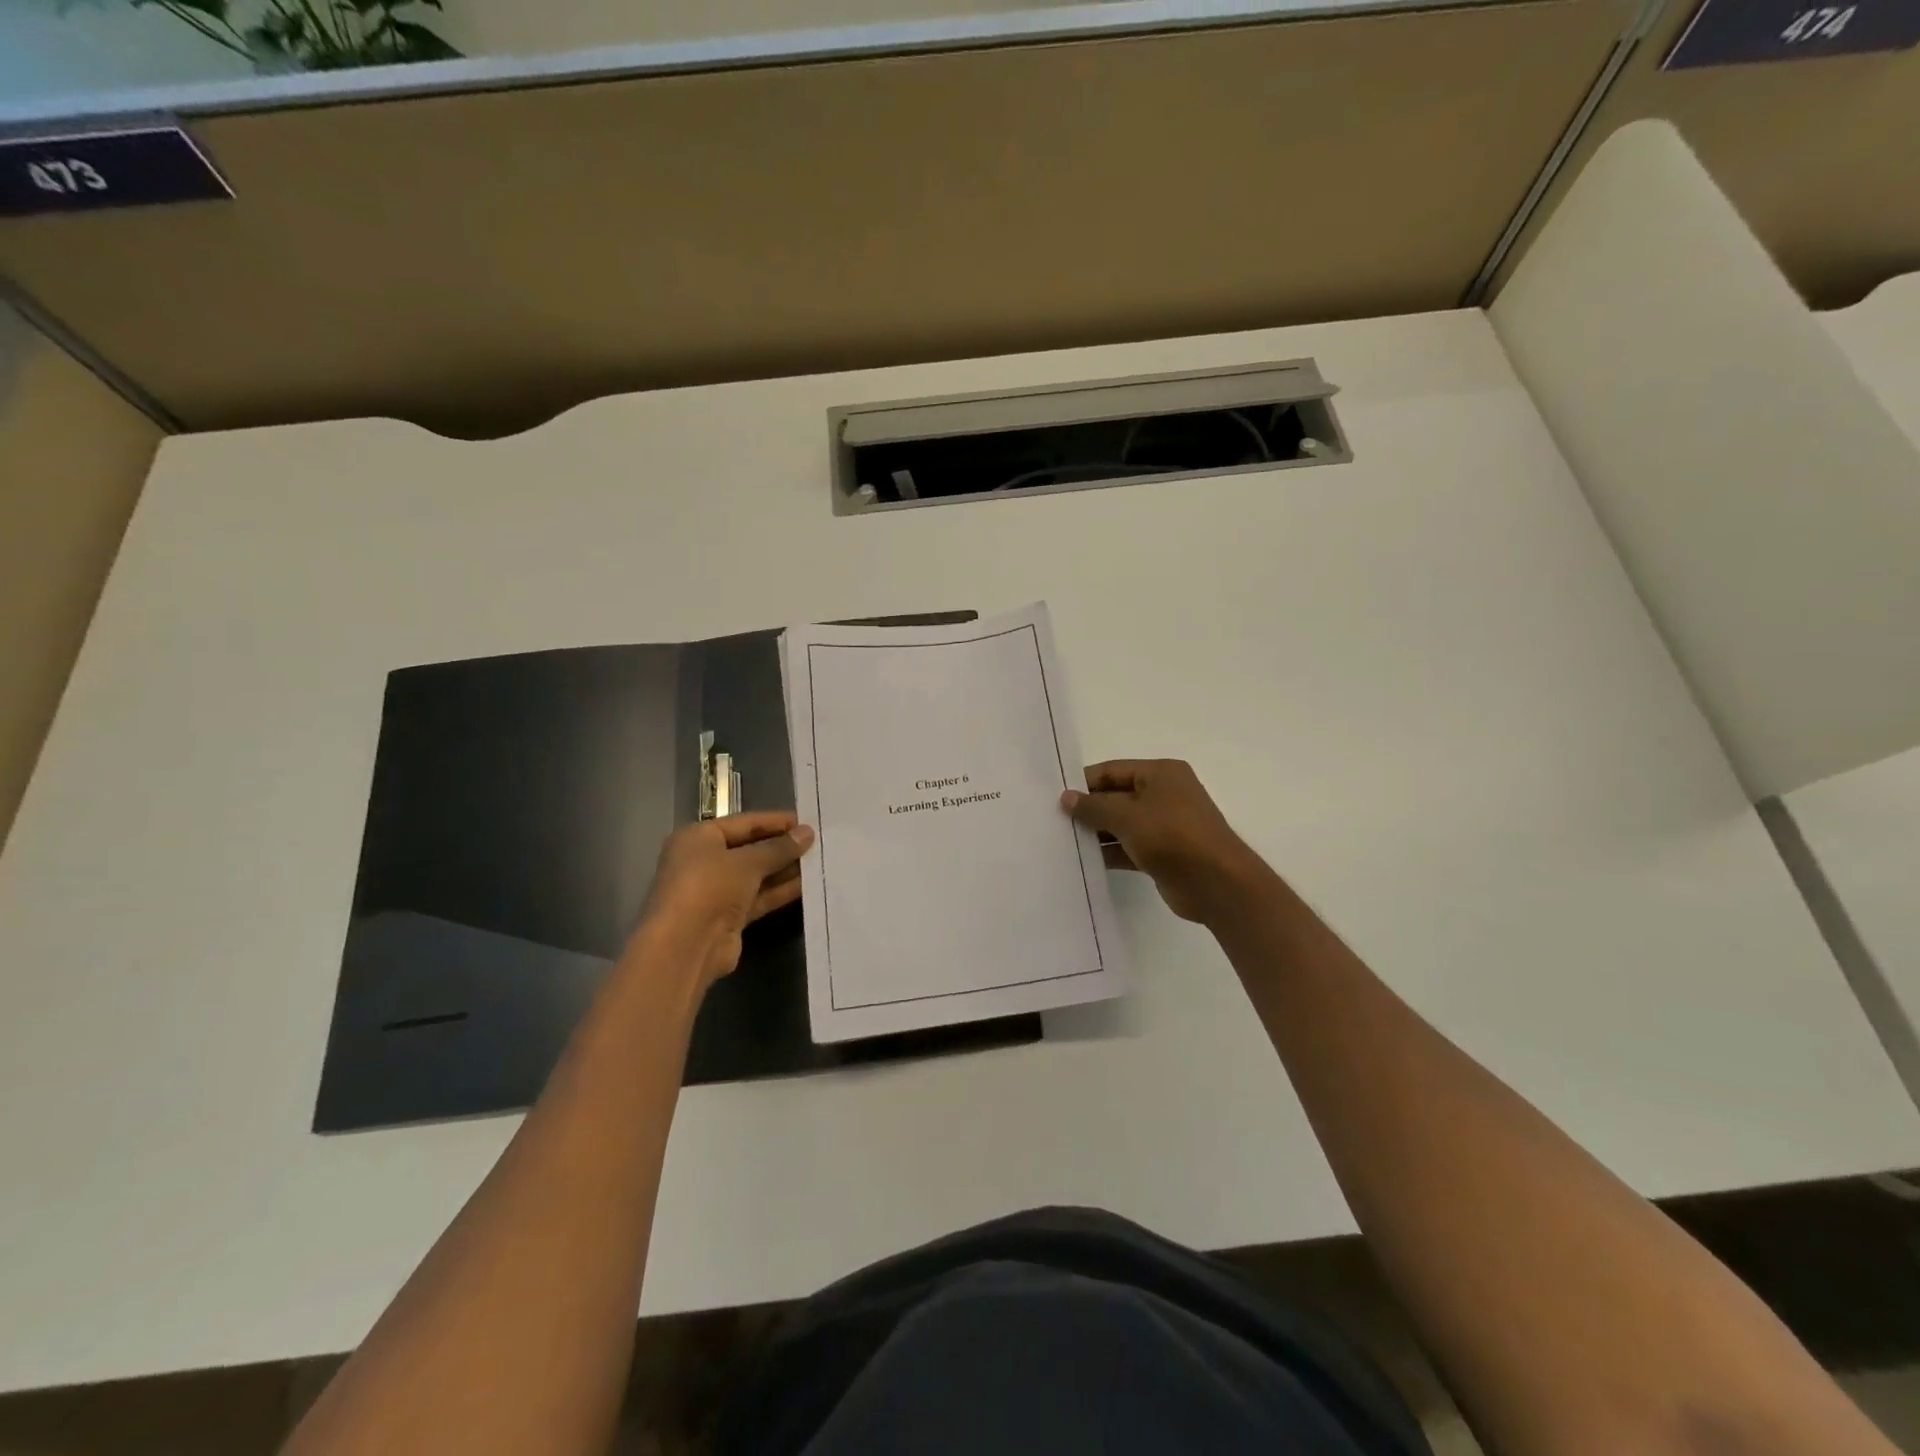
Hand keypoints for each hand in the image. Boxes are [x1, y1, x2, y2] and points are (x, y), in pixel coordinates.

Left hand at [634, 812, 814, 989]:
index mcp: (698, 838)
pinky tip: (807, 885)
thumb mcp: (747, 862)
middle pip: (750, 849)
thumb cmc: (709, 888)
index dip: (775, 821)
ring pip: (756, 875)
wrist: (685, 947)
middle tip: (817, 842)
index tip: (807, 820)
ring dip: (784, 869)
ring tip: (818, 861)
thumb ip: (779, 848)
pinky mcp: (728, 917)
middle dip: (782, 846)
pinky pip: (758, 898)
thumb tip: (807, 833)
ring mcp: (715, 892)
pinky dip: (779, 891)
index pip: (744, 823)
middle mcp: (703, 862)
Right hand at [1061, 760, 1264, 923]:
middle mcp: (1164, 794)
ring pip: (1122, 823)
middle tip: (1054, 821)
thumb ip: (1093, 807)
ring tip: (1063, 842)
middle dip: (1088, 809)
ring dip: (1097, 833)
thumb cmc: (1172, 837)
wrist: (1217, 884)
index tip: (1055, 798)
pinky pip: (1129, 847)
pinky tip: (1084, 861)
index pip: (1112, 770)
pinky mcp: (1163, 853)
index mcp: (1160, 773)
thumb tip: (1066, 797)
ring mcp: (1165, 825)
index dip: (1084, 783)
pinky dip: (1110, 852)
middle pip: (1116, 796)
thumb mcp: (1127, 816)